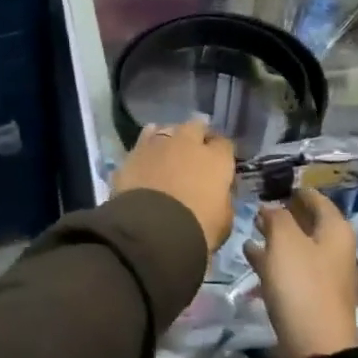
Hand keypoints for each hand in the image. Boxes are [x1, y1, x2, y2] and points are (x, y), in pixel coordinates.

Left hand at [112, 121, 235, 255]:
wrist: (152, 230)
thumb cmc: (197, 228)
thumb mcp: (224, 221)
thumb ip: (223, 199)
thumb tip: (219, 193)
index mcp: (216, 159)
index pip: (224, 144)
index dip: (222, 153)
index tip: (219, 166)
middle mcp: (188, 142)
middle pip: (196, 126)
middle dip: (197, 135)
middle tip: (194, 153)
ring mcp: (158, 144)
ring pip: (167, 128)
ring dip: (170, 137)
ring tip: (167, 151)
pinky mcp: (133, 152)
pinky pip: (144, 141)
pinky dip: (147, 148)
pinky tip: (146, 158)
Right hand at [245, 189, 357, 357]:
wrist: (315, 346)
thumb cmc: (302, 284)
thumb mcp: (284, 241)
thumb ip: (276, 216)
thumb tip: (271, 208)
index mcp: (335, 230)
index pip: (314, 197)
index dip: (293, 189)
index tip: (268, 184)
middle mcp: (334, 248)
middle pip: (307, 221)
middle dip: (282, 213)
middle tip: (255, 206)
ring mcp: (323, 274)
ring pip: (297, 245)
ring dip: (275, 236)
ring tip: (249, 228)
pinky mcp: (310, 295)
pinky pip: (290, 268)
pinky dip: (273, 259)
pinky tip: (251, 255)